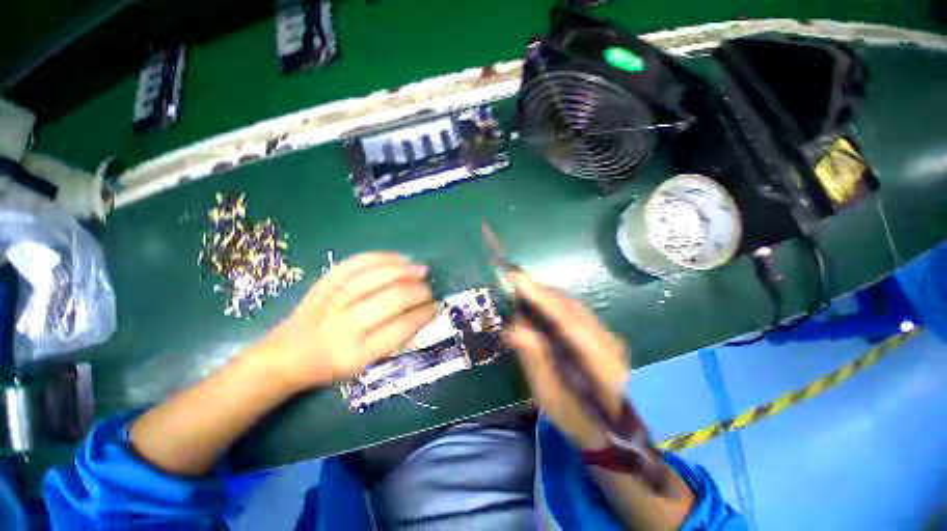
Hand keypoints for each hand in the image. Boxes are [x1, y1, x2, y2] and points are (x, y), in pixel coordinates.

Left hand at [259, 252, 436, 390]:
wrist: (288, 354)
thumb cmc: (332, 364)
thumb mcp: (365, 366)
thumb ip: (396, 341)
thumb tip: (424, 314)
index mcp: (357, 353)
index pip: (401, 327)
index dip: (424, 314)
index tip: (436, 307)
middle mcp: (345, 324)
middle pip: (392, 299)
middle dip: (419, 291)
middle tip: (429, 290)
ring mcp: (332, 300)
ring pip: (377, 277)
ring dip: (405, 271)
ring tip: (421, 270)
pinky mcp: (324, 283)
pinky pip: (356, 263)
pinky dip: (381, 257)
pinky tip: (399, 258)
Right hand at [503, 271, 630, 449]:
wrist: (615, 432)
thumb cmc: (578, 420)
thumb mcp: (550, 397)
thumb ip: (534, 360)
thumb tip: (511, 328)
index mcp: (600, 362)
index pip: (565, 318)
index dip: (539, 295)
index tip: (515, 278)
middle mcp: (609, 341)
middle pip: (570, 305)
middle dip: (539, 291)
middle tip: (512, 285)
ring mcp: (610, 336)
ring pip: (573, 305)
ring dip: (546, 296)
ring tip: (522, 294)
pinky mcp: (604, 335)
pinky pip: (576, 311)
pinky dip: (555, 304)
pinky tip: (541, 308)